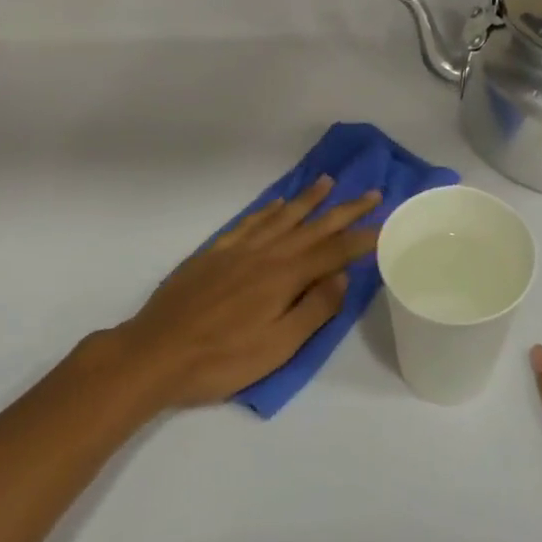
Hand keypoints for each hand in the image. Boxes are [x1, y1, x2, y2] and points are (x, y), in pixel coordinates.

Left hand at [114, 177, 380, 410]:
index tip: (386, 224)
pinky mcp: (214, 252)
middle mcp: (266, 253)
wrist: (155, 353)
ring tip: (328, 182)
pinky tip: (278, 203)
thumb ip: (314, 309)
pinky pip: (249, 221)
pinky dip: (268, 209)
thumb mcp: (277, 347)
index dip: (362, 238)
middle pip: (313, 226)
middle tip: (371, 192)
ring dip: (308, 199)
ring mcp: (238, 249)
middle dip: (345, 210)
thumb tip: (343, 276)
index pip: (334, 252)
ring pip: (282, 216)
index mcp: (284, 277)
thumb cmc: (221, 359)